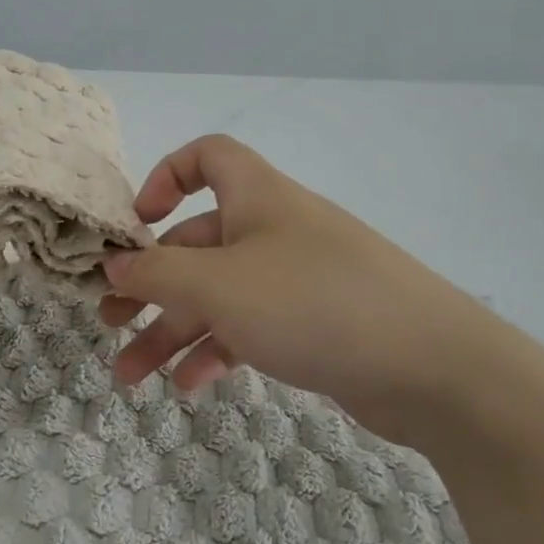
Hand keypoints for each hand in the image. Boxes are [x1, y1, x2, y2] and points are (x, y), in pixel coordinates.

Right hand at [99, 135, 529, 445]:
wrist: (434, 368)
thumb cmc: (312, 303)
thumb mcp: (218, 286)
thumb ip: (157, 274)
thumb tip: (114, 266)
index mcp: (257, 198)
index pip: (208, 157)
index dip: (165, 178)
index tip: (139, 223)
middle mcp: (276, 230)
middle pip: (199, 244)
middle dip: (150, 284)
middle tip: (109, 321)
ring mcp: (298, 279)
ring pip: (220, 295)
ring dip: (172, 331)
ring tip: (131, 377)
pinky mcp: (315, 324)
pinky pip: (251, 327)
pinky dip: (217, 351)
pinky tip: (190, 387)